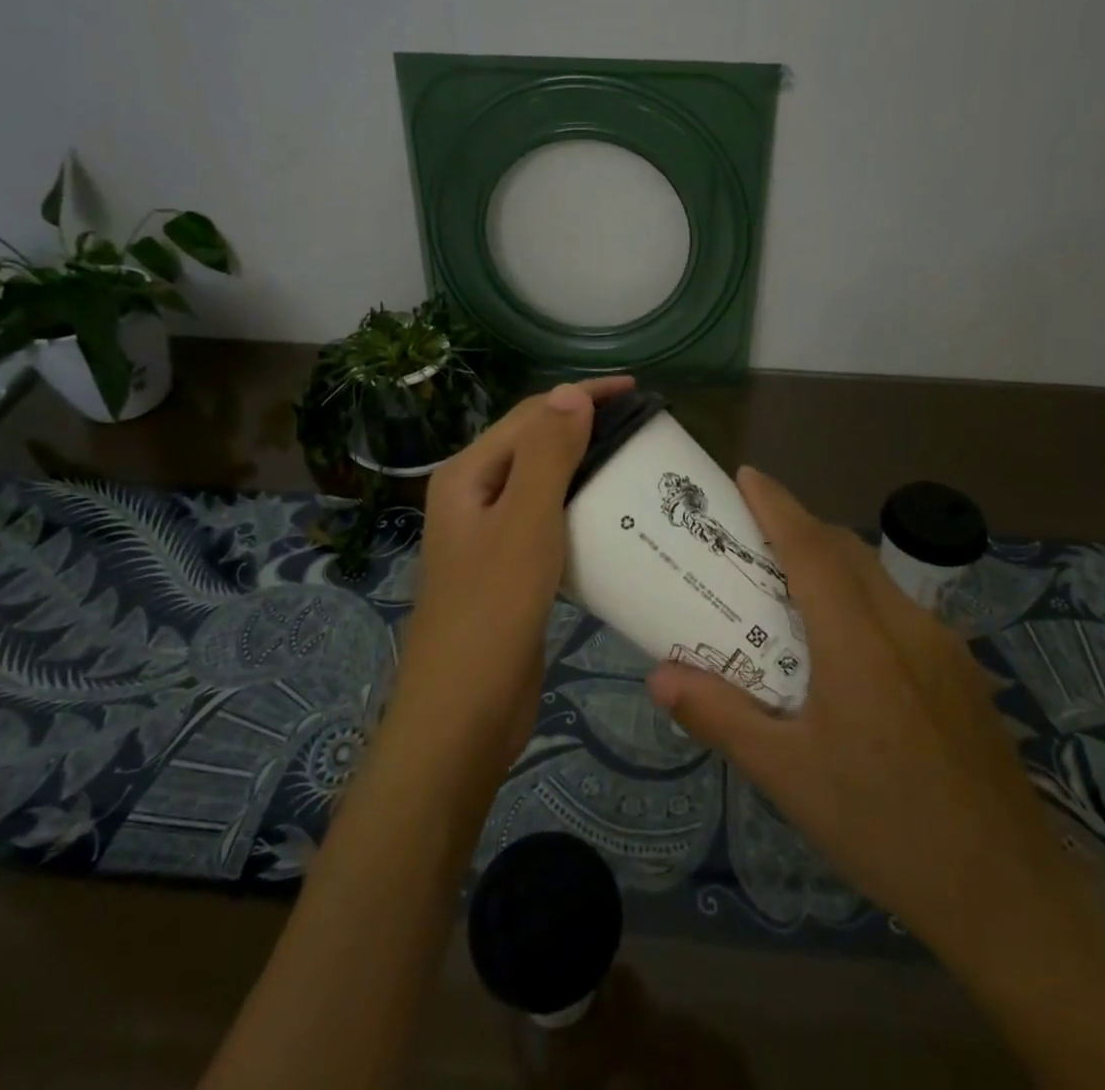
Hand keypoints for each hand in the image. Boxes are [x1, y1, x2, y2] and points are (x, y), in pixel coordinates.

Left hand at [394, 376, 635, 775]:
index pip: (531, 415)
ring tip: (635, 465)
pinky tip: (613, 519)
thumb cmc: (492, 609)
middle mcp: (474, 497)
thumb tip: (571, 392)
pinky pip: (548, 523)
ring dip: (585, 468)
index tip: (636, 391)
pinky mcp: (509, 571)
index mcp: (468, 475)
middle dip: (585, 428)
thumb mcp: (525, 521)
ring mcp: (490, 536)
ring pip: (543, 485)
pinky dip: (580, 510)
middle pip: (535, 445)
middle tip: (641, 428)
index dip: (582, 396)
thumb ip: (547, 454)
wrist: (463, 714)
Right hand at [646, 466, 1071, 970]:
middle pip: (845, 550)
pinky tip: (846, 652)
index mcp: (858, 639)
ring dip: (832, 563)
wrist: (1011, 896)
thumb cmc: (885, 827)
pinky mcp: (962, 672)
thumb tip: (659, 677)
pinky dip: (861, 599)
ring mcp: (943, 646)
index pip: (811, 546)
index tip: (745, 475)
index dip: (776, 504)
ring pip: (877, 578)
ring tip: (789, 592)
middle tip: (751, 539)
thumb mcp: (788, 777)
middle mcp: (905, 625)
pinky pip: (901, 611)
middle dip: (799, 527)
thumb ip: (721, 717)